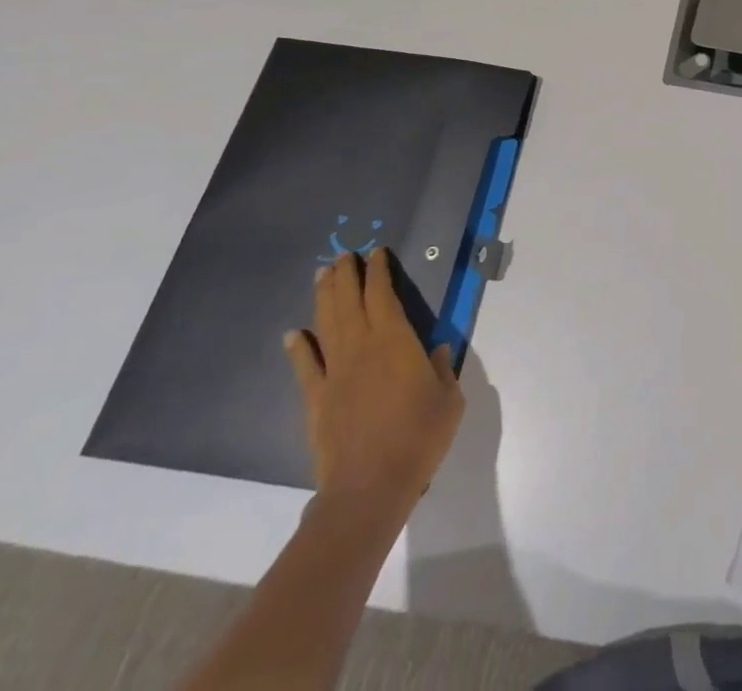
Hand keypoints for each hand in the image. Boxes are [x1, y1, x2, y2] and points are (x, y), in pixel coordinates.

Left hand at [283, 249, 464, 522]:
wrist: (369, 487)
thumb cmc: (419, 436)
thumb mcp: (449, 399)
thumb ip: (443, 370)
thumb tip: (438, 352)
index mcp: (395, 341)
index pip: (383, 295)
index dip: (378, 272)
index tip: (376, 253)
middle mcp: (361, 348)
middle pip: (349, 302)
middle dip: (346, 276)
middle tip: (343, 254)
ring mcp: (335, 373)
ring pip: (326, 325)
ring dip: (324, 298)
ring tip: (322, 275)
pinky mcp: (316, 400)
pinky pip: (305, 367)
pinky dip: (298, 348)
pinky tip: (292, 334)